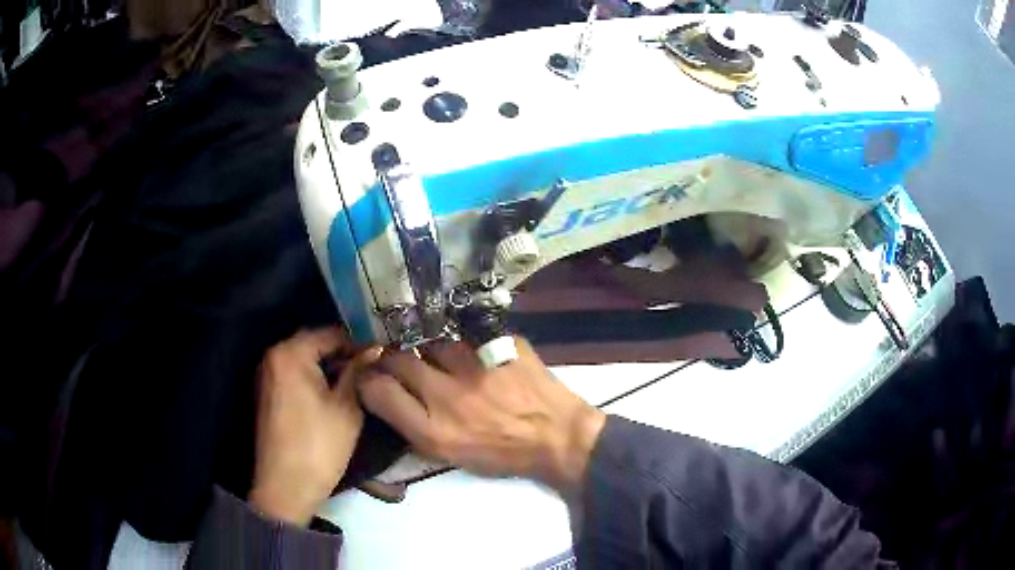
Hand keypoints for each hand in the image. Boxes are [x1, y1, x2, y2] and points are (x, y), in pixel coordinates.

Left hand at [248, 327, 380, 524]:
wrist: (286, 487)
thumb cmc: (319, 446)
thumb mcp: (347, 408)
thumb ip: (359, 372)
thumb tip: (375, 349)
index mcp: (290, 354)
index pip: (329, 334)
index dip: (357, 344)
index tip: (381, 357)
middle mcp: (273, 357)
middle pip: (313, 344)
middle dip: (342, 354)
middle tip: (370, 371)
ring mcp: (266, 376)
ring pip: (303, 360)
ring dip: (328, 367)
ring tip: (356, 383)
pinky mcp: (266, 394)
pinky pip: (293, 374)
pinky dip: (313, 378)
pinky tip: (332, 395)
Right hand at [357, 337, 605, 495]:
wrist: (559, 437)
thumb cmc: (501, 453)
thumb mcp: (450, 455)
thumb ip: (411, 426)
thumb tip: (384, 395)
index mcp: (434, 429)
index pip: (379, 390)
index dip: (368, 380)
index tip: (371, 377)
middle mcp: (449, 393)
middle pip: (398, 358)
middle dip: (390, 357)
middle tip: (399, 362)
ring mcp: (477, 363)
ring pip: (432, 341)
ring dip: (429, 349)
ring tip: (441, 358)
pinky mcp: (502, 343)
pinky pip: (468, 334)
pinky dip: (465, 344)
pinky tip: (474, 354)